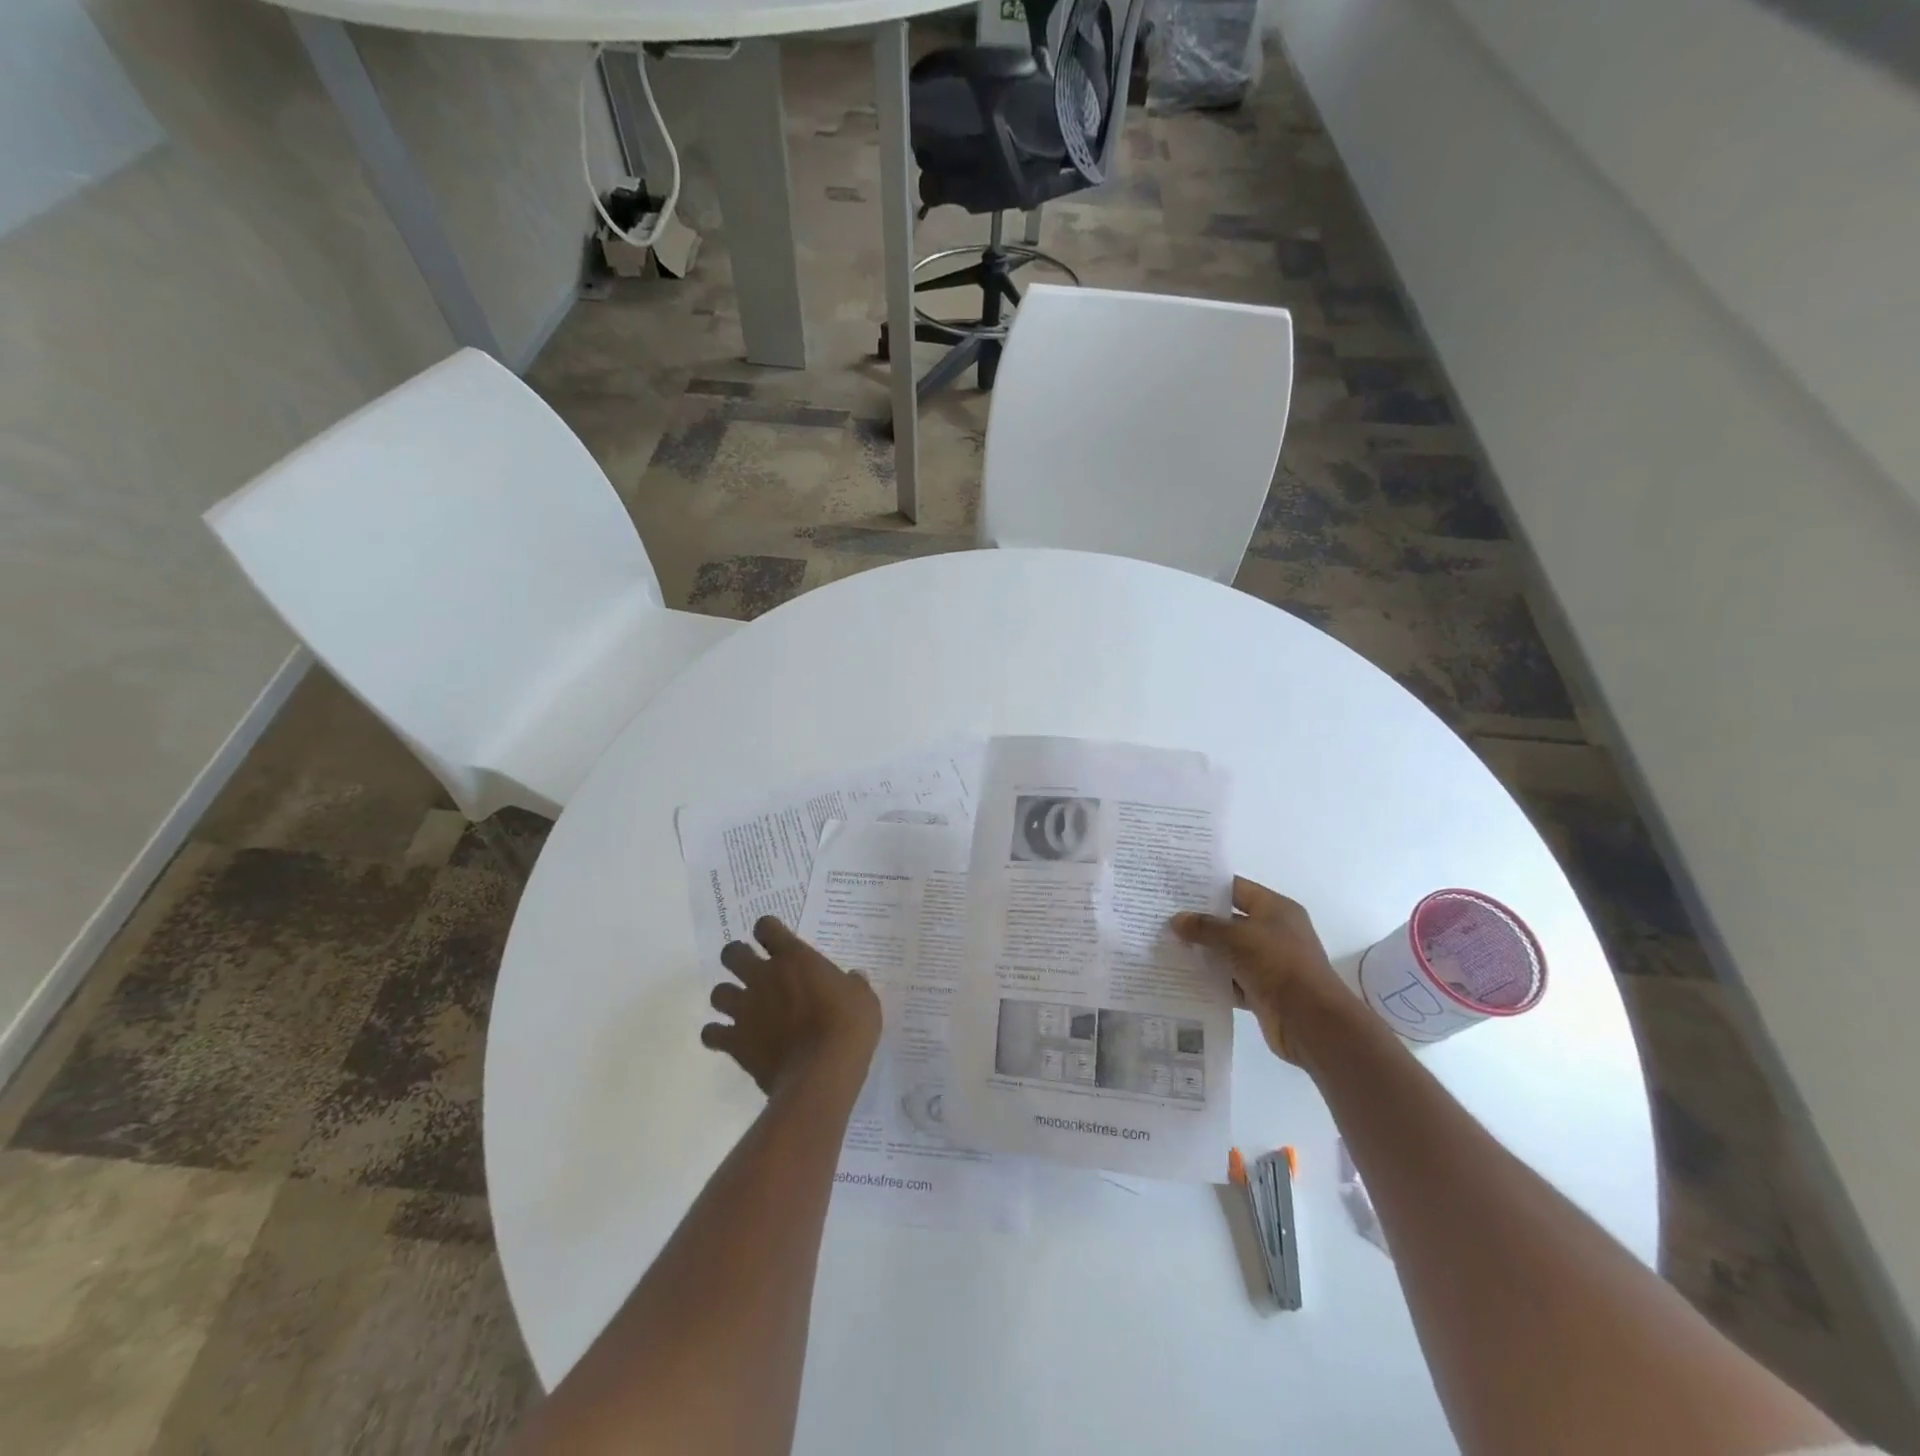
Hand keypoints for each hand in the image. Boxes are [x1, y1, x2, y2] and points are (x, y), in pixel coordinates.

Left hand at [703, 917, 881, 1096]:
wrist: (822, 1072)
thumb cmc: (848, 1027)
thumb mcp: (863, 999)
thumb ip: (852, 984)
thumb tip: (853, 979)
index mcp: (795, 958)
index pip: (767, 927)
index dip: (768, 930)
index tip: (775, 940)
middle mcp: (763, 977)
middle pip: (732, 953)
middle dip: (738, 958)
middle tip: (753, 970)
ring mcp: (745, 1009)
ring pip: (718, 992)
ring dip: (728, 997)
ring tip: (742, 1008)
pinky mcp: (735, 1042)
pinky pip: (711, 1034)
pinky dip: (717, 1035)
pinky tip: (730, 1040)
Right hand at [1172, 877, 1357, 1064]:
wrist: (1311, 1022)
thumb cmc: (1278, 964)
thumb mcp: (1238, 937)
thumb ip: (1205, 927)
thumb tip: (1176, 920)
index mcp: (1276, 909)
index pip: (1236, 888)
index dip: (1207, 886)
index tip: (1175, 886)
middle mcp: (1274, 932)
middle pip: (1229, 921)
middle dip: (1199, 921)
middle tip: (1163, 916)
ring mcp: (1268, 963)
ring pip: (1228, 952)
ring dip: (1203, 952)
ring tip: (1166, 945)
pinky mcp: (1262, 990)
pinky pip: (1230, 979)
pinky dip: (1212, 979)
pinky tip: (1183, 976)